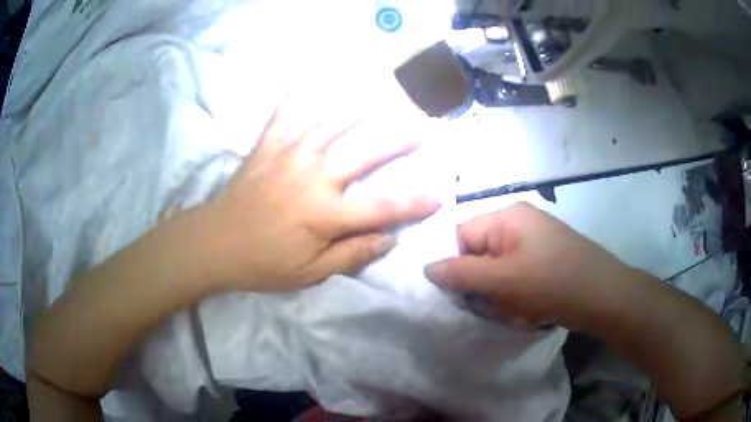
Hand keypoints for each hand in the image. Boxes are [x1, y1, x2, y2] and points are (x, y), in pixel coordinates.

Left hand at [204, 96, 440, 291]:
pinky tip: (309, 78)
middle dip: (394, 141)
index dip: (412, 204)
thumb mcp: (309, 274)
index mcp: (324, 215)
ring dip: (356, 109)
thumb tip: (388, 239)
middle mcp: (312, 178)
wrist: (215, 243)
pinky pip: (284, 116)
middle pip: (362, 155)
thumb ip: (350, 256)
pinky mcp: (267, 147)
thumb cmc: (263, 263)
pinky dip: (298, 96)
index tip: (438, 196)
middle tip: (419, 128)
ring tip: (378, 94)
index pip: (380, 209)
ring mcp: (288, 157)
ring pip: (328, 125)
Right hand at [424, 203, 633, 329]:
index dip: (455, 264)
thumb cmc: (552, 282)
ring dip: (500, 294)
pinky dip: (515, 296)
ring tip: (515, 309)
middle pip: (480, 254)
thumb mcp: (503, 280)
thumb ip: (461, 273)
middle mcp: (519, 224)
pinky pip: (516, 277)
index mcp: (507, 217)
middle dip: (481, 284)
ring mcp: (535, 243)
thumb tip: (426, 267)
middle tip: (491, 304)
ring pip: (498, 271)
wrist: (604, 297)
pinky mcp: (545, 261)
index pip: (461, 235)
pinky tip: (528, 309)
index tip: (456, 293)